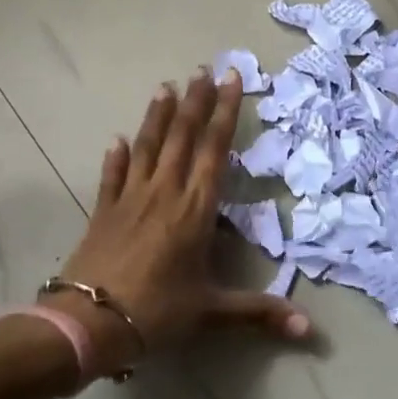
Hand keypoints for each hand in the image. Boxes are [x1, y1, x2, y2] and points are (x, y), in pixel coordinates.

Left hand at [54, 68, 311, 369]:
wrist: (88, 324)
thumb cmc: (156, 313)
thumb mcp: (211, 312)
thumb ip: (259, 313)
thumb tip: (309, 330)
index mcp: (195, 210)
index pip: (215, 150)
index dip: (225, 112)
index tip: (231, 79)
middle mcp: (164, 193)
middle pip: (183, 137)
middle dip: (195, 101)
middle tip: (203, 68)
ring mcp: (130, 198)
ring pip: (148, 146)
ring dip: (158, 115)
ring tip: (166, 86)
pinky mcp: (103, 211)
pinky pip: (112, 175)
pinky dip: (117, 156)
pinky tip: (118, 139)